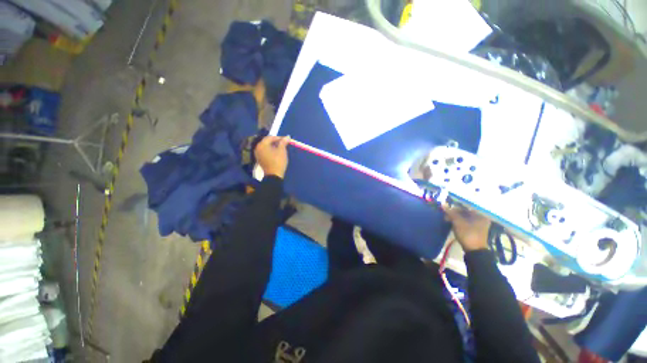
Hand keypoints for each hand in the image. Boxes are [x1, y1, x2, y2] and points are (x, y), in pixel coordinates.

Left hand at [255, 136, 289, 178]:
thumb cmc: (278, 161)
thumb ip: (283, 142)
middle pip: (267, 141)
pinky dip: (270, 150)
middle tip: (284, 143)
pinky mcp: (260, 159)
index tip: (286, 139)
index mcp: (262, 145)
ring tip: (281, 148)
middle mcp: (258, 148)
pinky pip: (265, 152)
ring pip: (266, 147)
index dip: (279, 137)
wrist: (274, 175)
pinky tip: (276, 153)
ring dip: (273, 146)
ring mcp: (258, 154)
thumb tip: (287, 137)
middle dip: (276, 141)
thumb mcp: (282, 151)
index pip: (270, 137)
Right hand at [442, 203, 489, 251]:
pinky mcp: (475, 227)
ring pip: (465, 215)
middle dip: (454, 211)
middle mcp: (481, 216)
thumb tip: (443, 204)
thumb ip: (451, 212)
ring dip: (455, 216)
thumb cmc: (468, 234)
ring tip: (447, 218)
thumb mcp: (457, 222)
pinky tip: (451, 221)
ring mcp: (479, 222)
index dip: (456, 204)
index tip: (448, 205)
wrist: (474, 251)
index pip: (467, 205)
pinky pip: (466, 220)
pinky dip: (458, 220)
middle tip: (446, 214)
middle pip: (466, 210)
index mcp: (480, 214)